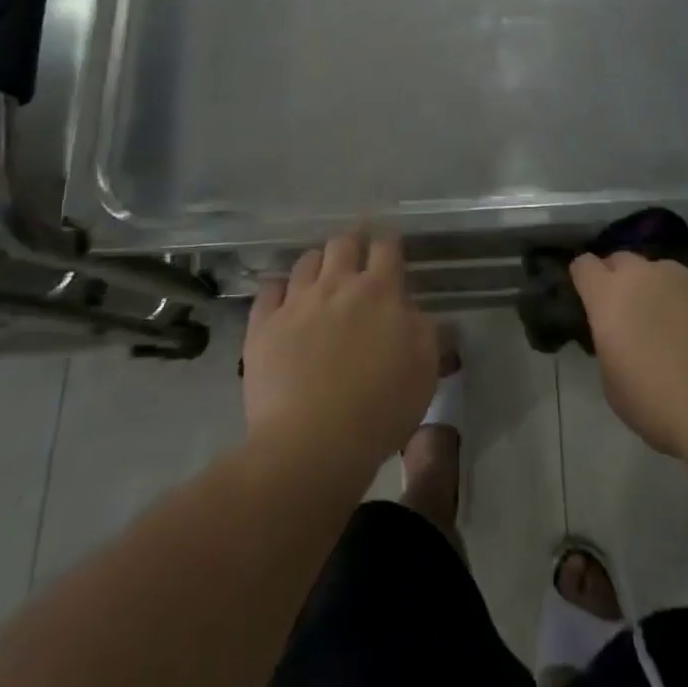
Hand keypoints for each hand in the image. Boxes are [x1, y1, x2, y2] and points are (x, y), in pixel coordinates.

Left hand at [243, 231, 438, 476]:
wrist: (311, 444)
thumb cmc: (379, 409)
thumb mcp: (424, 370)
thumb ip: (424, 331)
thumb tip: (412, 311)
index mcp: (380, 292)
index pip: (387, 248)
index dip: (390, 246)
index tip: (391, 254)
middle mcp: (336, 285)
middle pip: (343, 243)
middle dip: (353, 245)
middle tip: (357, 260)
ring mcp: (296, 302)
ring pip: (306, 261)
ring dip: (318, 264)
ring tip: (321, 281)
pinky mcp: (263, 325)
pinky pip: (269, 290)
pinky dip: (278, 290)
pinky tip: (283, 302)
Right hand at [570, 252, 687, 458]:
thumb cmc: (660, 406)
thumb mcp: (613, 384)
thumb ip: (609, 344)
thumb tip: (620, 335)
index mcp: (610, 295)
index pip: (584, 265)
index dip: (584, 280)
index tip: (589, 299)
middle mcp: (647, 274)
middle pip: (623, 260)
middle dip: (620, 279)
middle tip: (630, 314)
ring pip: (665, 273)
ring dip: (662, 291)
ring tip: (677, 327)